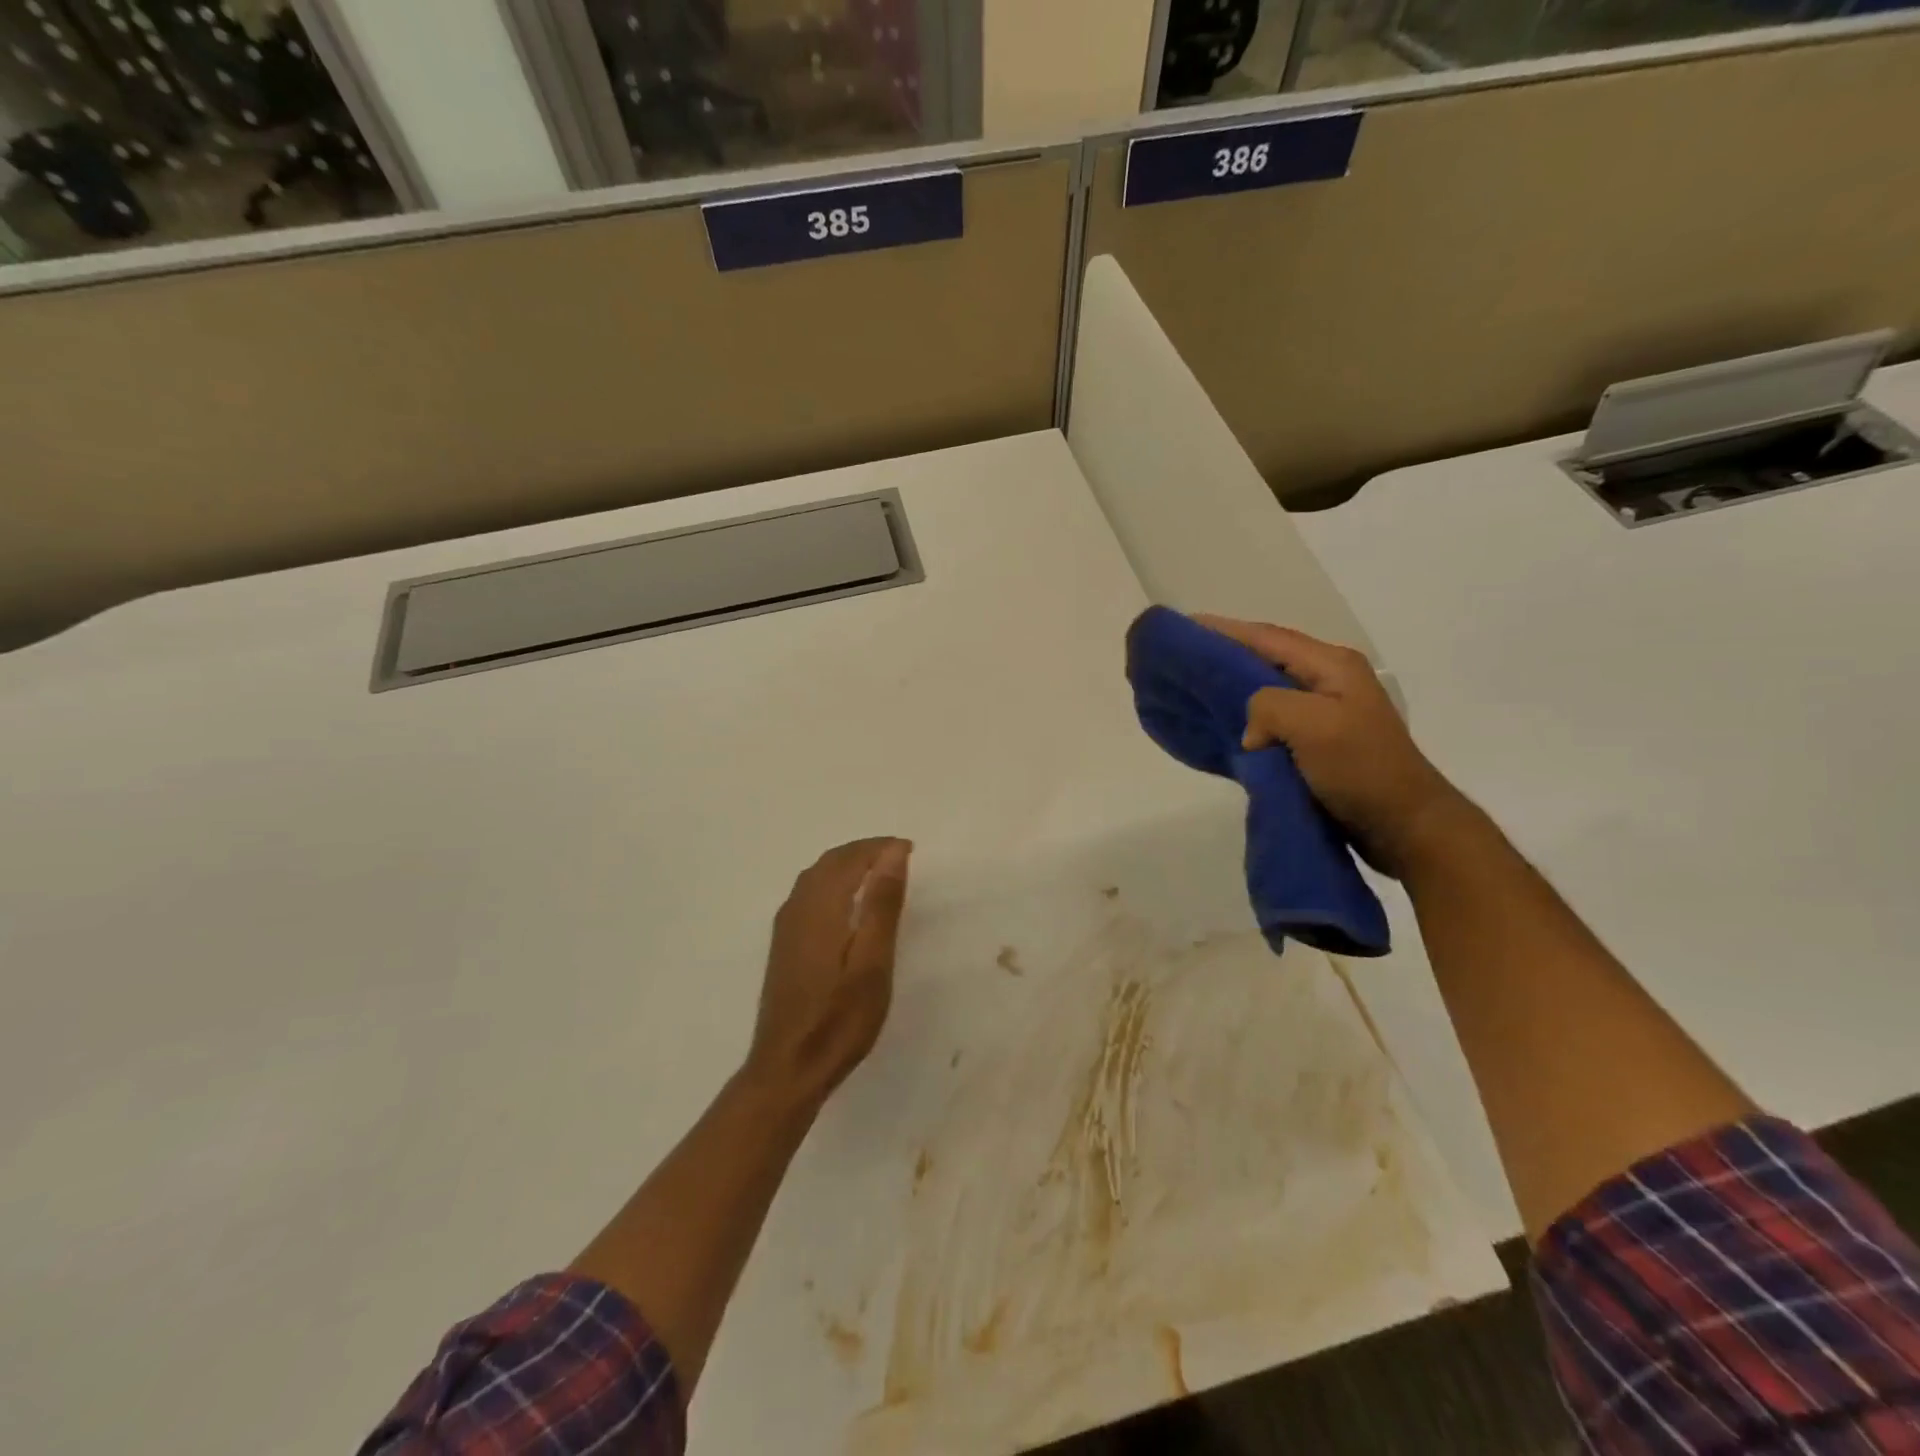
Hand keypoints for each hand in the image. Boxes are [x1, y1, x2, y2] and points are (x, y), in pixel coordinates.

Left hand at [745, 837, 912, 1109]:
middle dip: (864, 852)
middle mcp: (797, 907)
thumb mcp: (873, 962)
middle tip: (898, 857)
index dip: (880, 848)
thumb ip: (881, 904)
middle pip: (830, 862)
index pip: (850, 858)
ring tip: (879, 875)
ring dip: (847, 865)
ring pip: (816, 877)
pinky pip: (808, 894)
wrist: (788, 1069)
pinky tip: (848, 905)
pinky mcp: (784, 945)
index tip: (910, 849)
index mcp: (820, 906)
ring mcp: (786, 927)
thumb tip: (893, 852)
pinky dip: (833, 883)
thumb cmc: (839, 1019)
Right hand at [1194, 615, 1467, 877]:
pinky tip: (1221, 727)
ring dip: (1232, 689)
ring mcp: (1324, 714)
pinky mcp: (1316, 744)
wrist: (1404, 826)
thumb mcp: (1314, 725)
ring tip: (1193, 688)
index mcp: (1331, 666)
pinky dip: (1244, 720)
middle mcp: (1327, 682)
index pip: (1268, 638)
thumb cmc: (1362, 769)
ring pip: (1266, 691)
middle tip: (1182, 658)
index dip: (1225, 630)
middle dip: (1225, 655)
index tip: (1185, 627)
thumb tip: (1249, 731)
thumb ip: (1269, 707)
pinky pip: (1270, 722)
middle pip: (1266, 659)